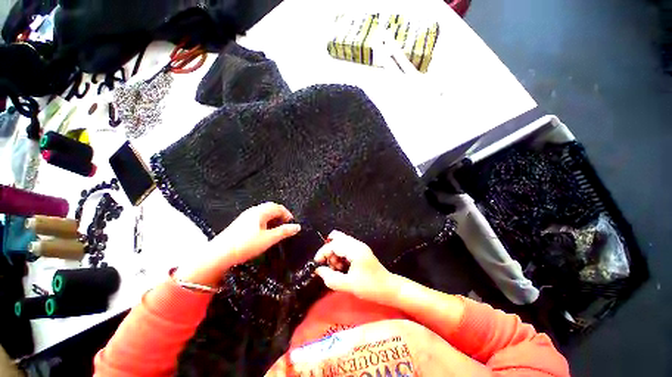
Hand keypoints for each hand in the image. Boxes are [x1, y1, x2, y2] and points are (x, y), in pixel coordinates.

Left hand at [175, 203, 299, 286]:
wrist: (219, 254)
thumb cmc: (246, 245)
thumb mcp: (268, 239)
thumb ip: (284, 231)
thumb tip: (297, 227)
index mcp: (260, 212)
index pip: (278, 207)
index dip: (287, 214)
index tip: (292, 223)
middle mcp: (253, 211)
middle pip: (271, 208)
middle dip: (281, 215)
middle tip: (286, 225)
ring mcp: (245, 216)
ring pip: (264, 213)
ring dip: (273, 218)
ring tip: (277, 229)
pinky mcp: (240, 223)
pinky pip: (258, 218)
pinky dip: (266, 222)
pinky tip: (265, 232)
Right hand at [314, 230, 397, 303]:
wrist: (390, 289)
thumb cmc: (370, 287)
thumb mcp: (349, 285)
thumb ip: (331, 278)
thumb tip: (318, 271)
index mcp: (355, 250)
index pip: (334, 244)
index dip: (323, 252)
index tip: (317, 263)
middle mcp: (357, 244)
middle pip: (337, 238)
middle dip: (329, 251)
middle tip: (330, 266)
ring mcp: (360, 246)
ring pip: (341, 242)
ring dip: (335, 253)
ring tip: (337, 268)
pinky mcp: (361, 251)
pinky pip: (346, 247)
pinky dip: (340, 254)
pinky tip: (342, 267)